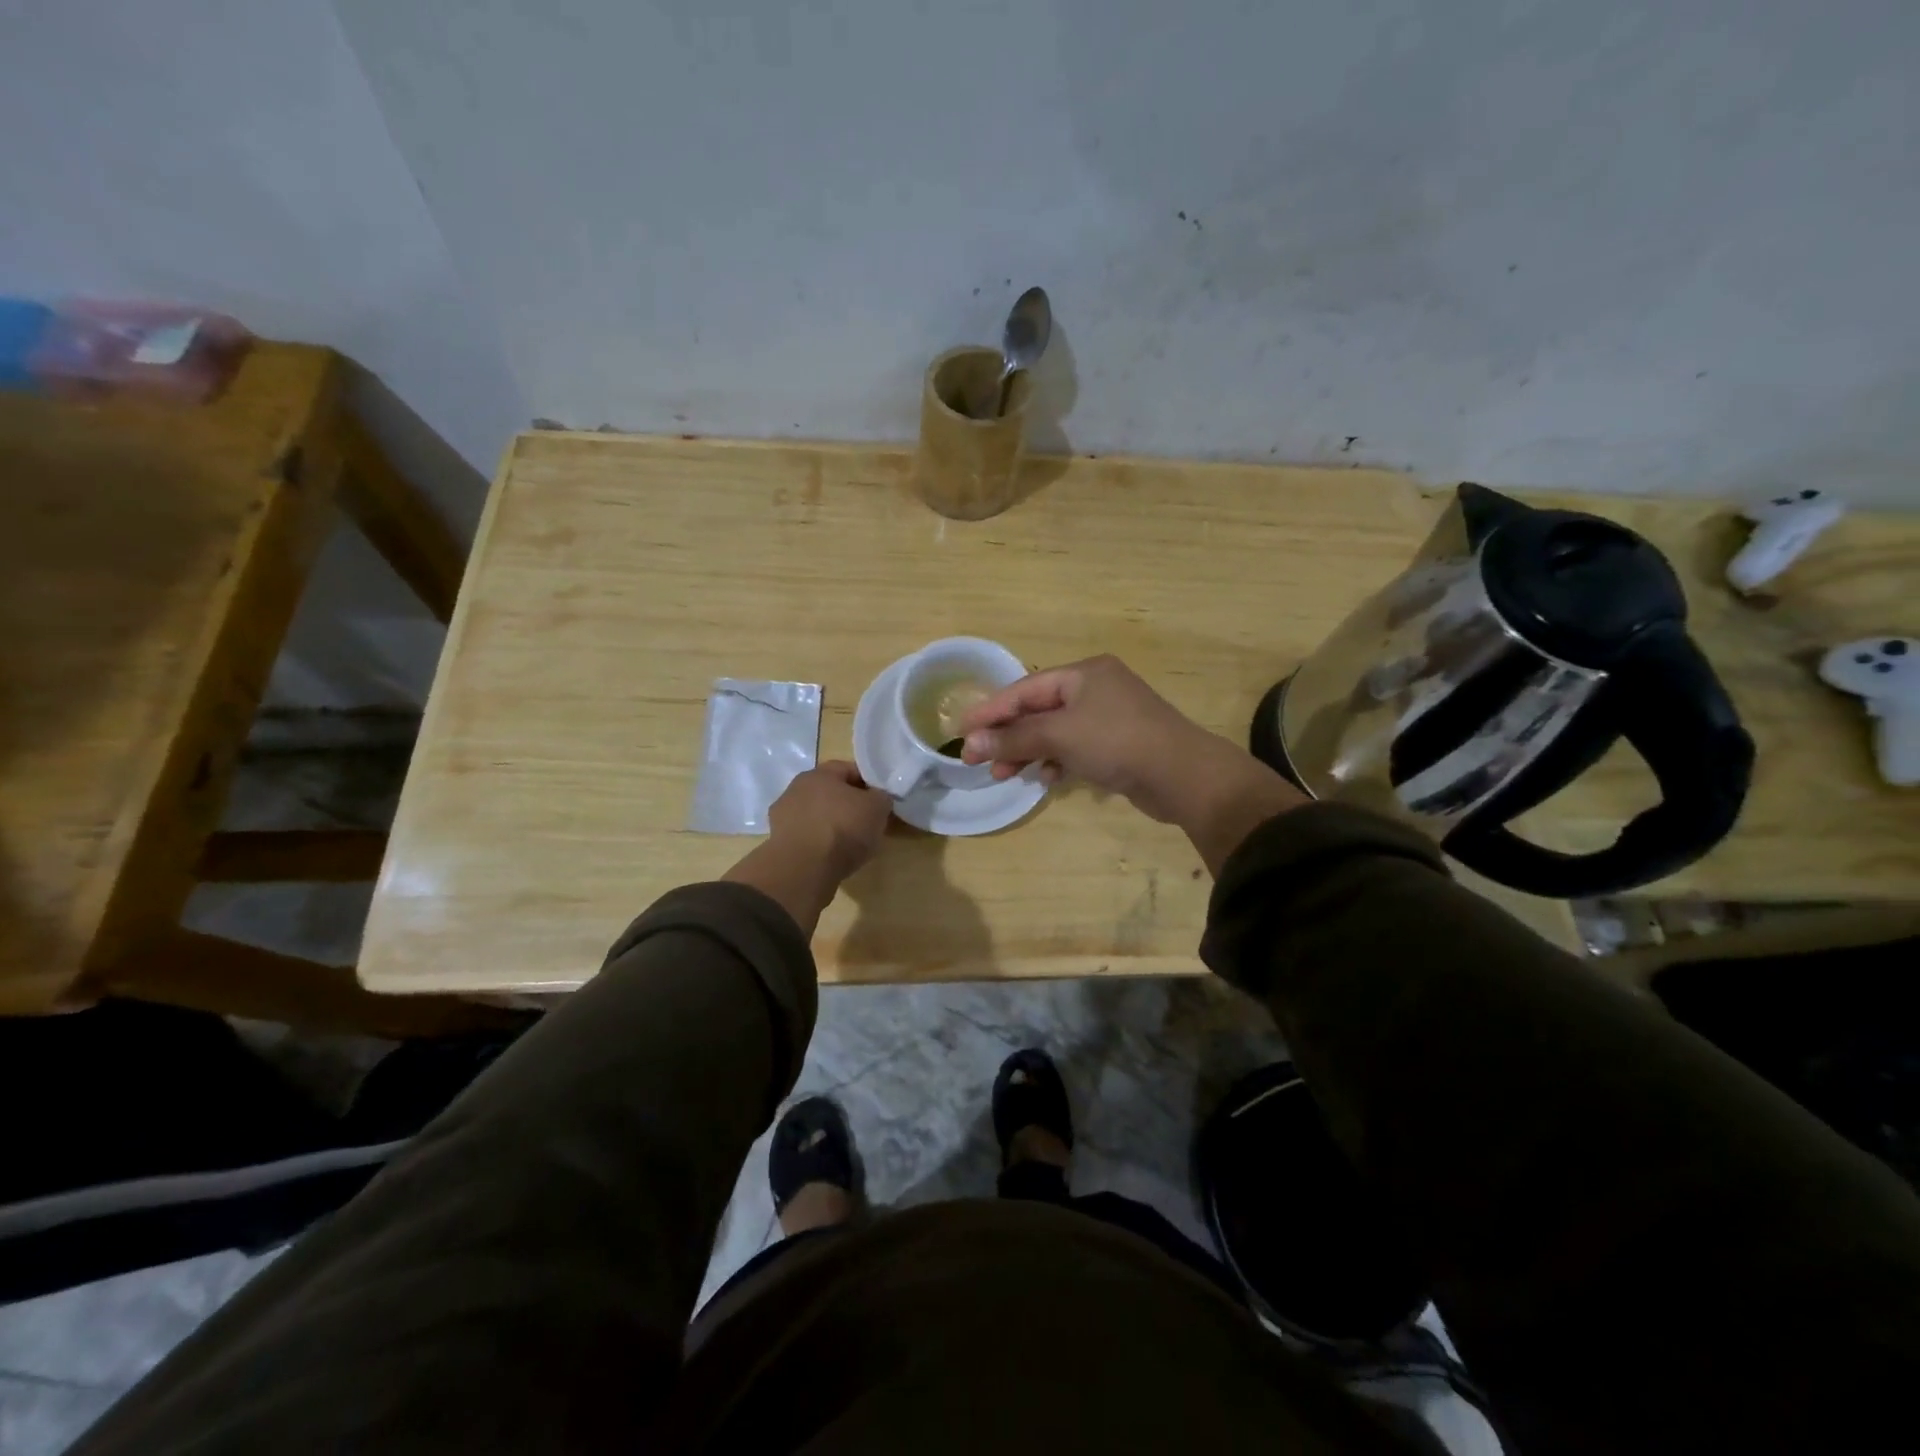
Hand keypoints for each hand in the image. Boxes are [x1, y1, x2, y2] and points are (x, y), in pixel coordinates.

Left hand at [767, 761, 893, 881]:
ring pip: (816, 815)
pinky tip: (831, 856)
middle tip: (867, 821)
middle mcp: (796, 789)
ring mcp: (783, 816)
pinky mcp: (778, 842)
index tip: (880, 800)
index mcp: (819, 773)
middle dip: (848, 804)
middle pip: (830, 792)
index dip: (868, 783)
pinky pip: (806, 836)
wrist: (804, 869)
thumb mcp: (877, 808)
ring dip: (831, 824)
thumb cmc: (843, 829)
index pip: (848, 769)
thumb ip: (880, 797)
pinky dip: (818, 843)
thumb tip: (877, 798)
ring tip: (850, 844)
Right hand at [959, 656, 1219, 819]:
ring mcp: (1109, 717)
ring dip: (1029, 751)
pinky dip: (1056, 760)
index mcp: (1083, 674)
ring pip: (1056, 731)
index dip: (991, 710)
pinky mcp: (1118, 744)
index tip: (961, 731)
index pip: (1024, 689)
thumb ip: (1014, 737)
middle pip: (1038, 710)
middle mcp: (1095, 688)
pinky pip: (1075, 747)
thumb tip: (971, 742)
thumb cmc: (1117, 742)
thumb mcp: (1060, 736)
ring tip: (1005, 773)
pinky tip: (1046, 778)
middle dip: (1008, 735)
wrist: (1183, 776)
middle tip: (979, 761)